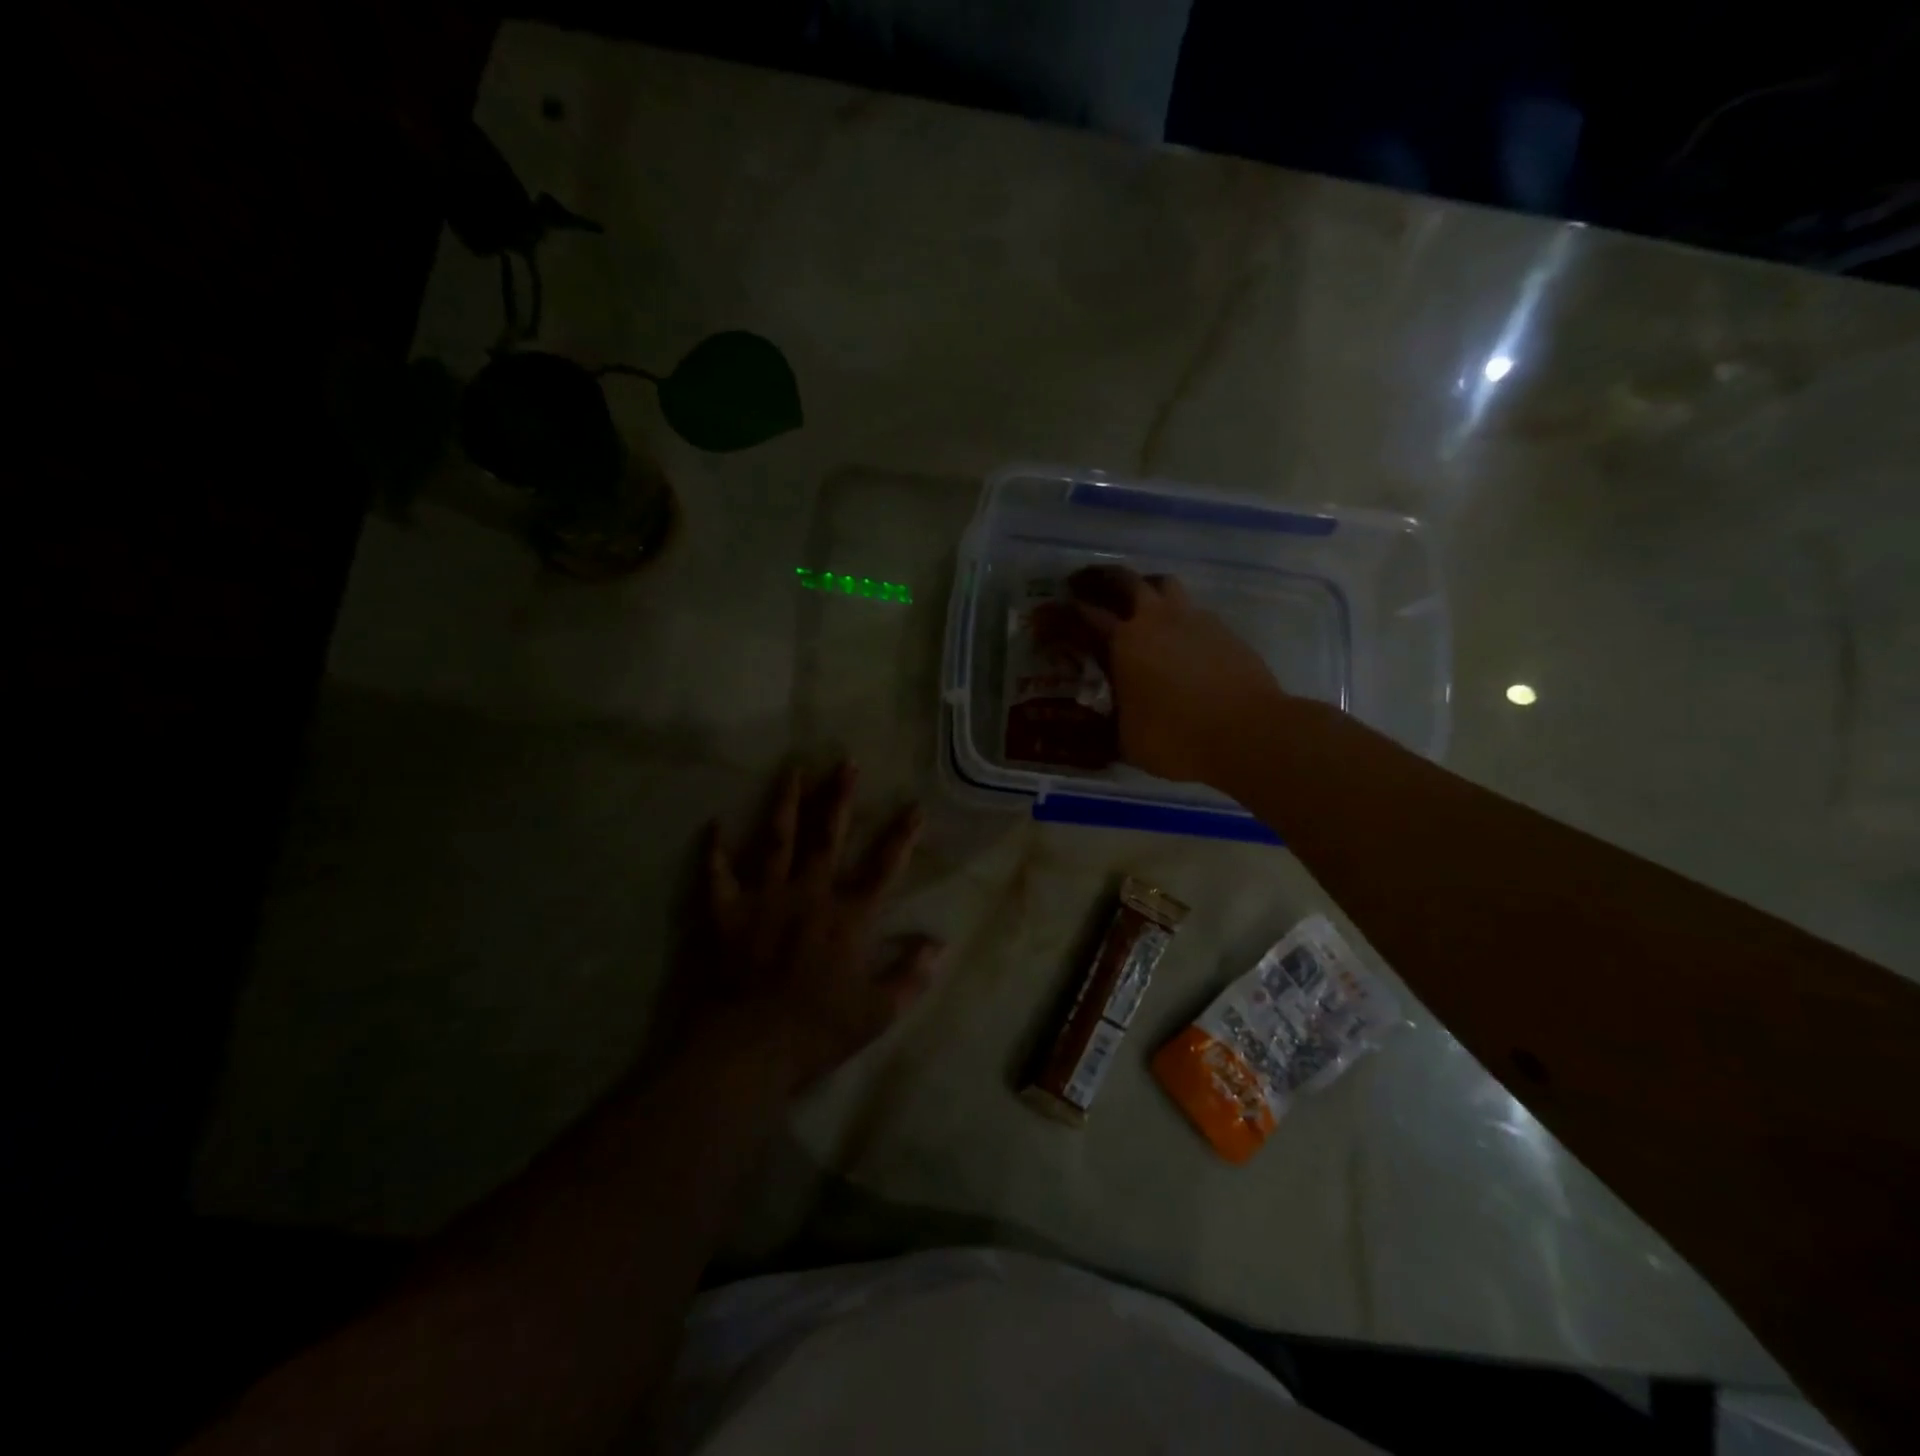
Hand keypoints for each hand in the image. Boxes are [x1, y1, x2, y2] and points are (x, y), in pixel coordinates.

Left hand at [693, 763, 940, 1092]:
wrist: (748, 1048)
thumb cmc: (817, 1031)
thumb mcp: (877, 1012)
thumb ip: (911, 976)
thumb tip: (940, 944)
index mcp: (848, 916)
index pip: (884, 867)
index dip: (902, 836)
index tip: (914, 806)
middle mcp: (810, 894)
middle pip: (828, 836)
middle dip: (839, 797)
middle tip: (846, 762)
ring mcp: (766, 898)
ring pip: (777, 839)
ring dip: (785, 803)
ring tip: (792, 770)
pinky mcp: (727, 912)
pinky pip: (718, 874)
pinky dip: (714, 850)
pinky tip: (713, 824)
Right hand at [1033, 566, 1286, 784]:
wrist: (1249, 732)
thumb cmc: (1176, 737)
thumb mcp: (1125, 740)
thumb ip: (1104, 724)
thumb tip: (1089, 726)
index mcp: (1123, 641)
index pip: (1080, 617)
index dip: (1055, 617)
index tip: (1040, 620)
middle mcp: (1155, 619)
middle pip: (1122, 580)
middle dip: (1096, 579)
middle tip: (1080, 586)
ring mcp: (1193, 619)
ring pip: (1162, 584)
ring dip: (1141, 587)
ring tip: (1133, 601)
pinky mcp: (1222, 630)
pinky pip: (1191, 610)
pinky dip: (1174, 615)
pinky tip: (1175, 637)